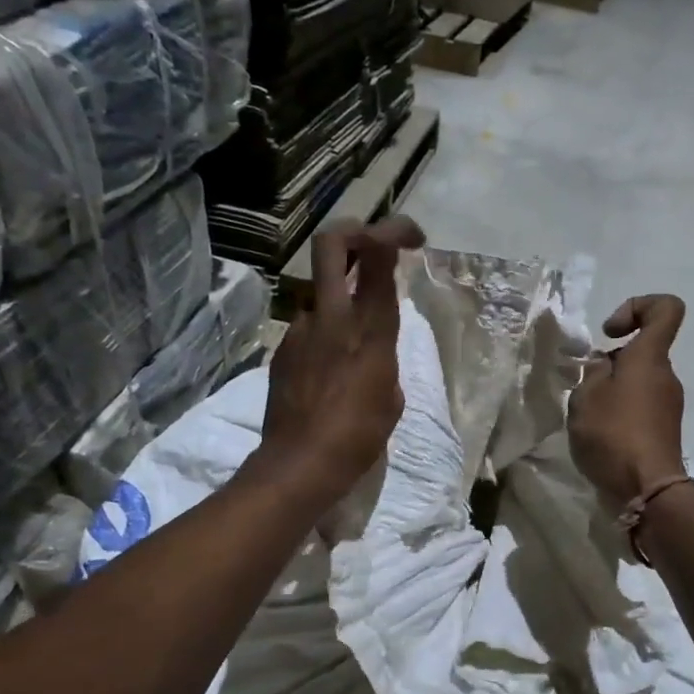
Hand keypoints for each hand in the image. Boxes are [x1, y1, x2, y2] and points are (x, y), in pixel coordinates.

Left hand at [255, 215, 426, 508]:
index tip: (411, 239)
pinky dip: (324, 334)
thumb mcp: (391, 397)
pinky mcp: (283, 350)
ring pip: (320, 290)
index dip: (393, 230)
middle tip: (372, 243)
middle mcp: (333, 317)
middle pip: (332, 243)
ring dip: (340, 298)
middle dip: (354, 231)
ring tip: (352, 340)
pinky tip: (330, 370)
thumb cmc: (359, 436)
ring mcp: (302, 330)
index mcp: (369, 328)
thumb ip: (385, 360)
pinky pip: (309, 328)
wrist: (300, 463)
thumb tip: (371, 352)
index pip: (377, 253)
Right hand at [568, 295, 687, 505]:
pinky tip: (600, 435)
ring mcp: (668, 404)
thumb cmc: (614, 434)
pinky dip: (619, 412)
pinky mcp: (663, 429)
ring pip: (637, 381)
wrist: (647, 489)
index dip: (638, 306)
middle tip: (585, 387)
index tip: (610, 332)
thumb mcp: (586, 397)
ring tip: (588, 416)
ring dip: (611, 390)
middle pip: (642, 351)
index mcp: (650, 357)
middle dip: (610, 362)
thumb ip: (592, 373)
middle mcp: (666, 375)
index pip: (666, 309)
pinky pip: (640, 406)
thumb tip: (605, 366)